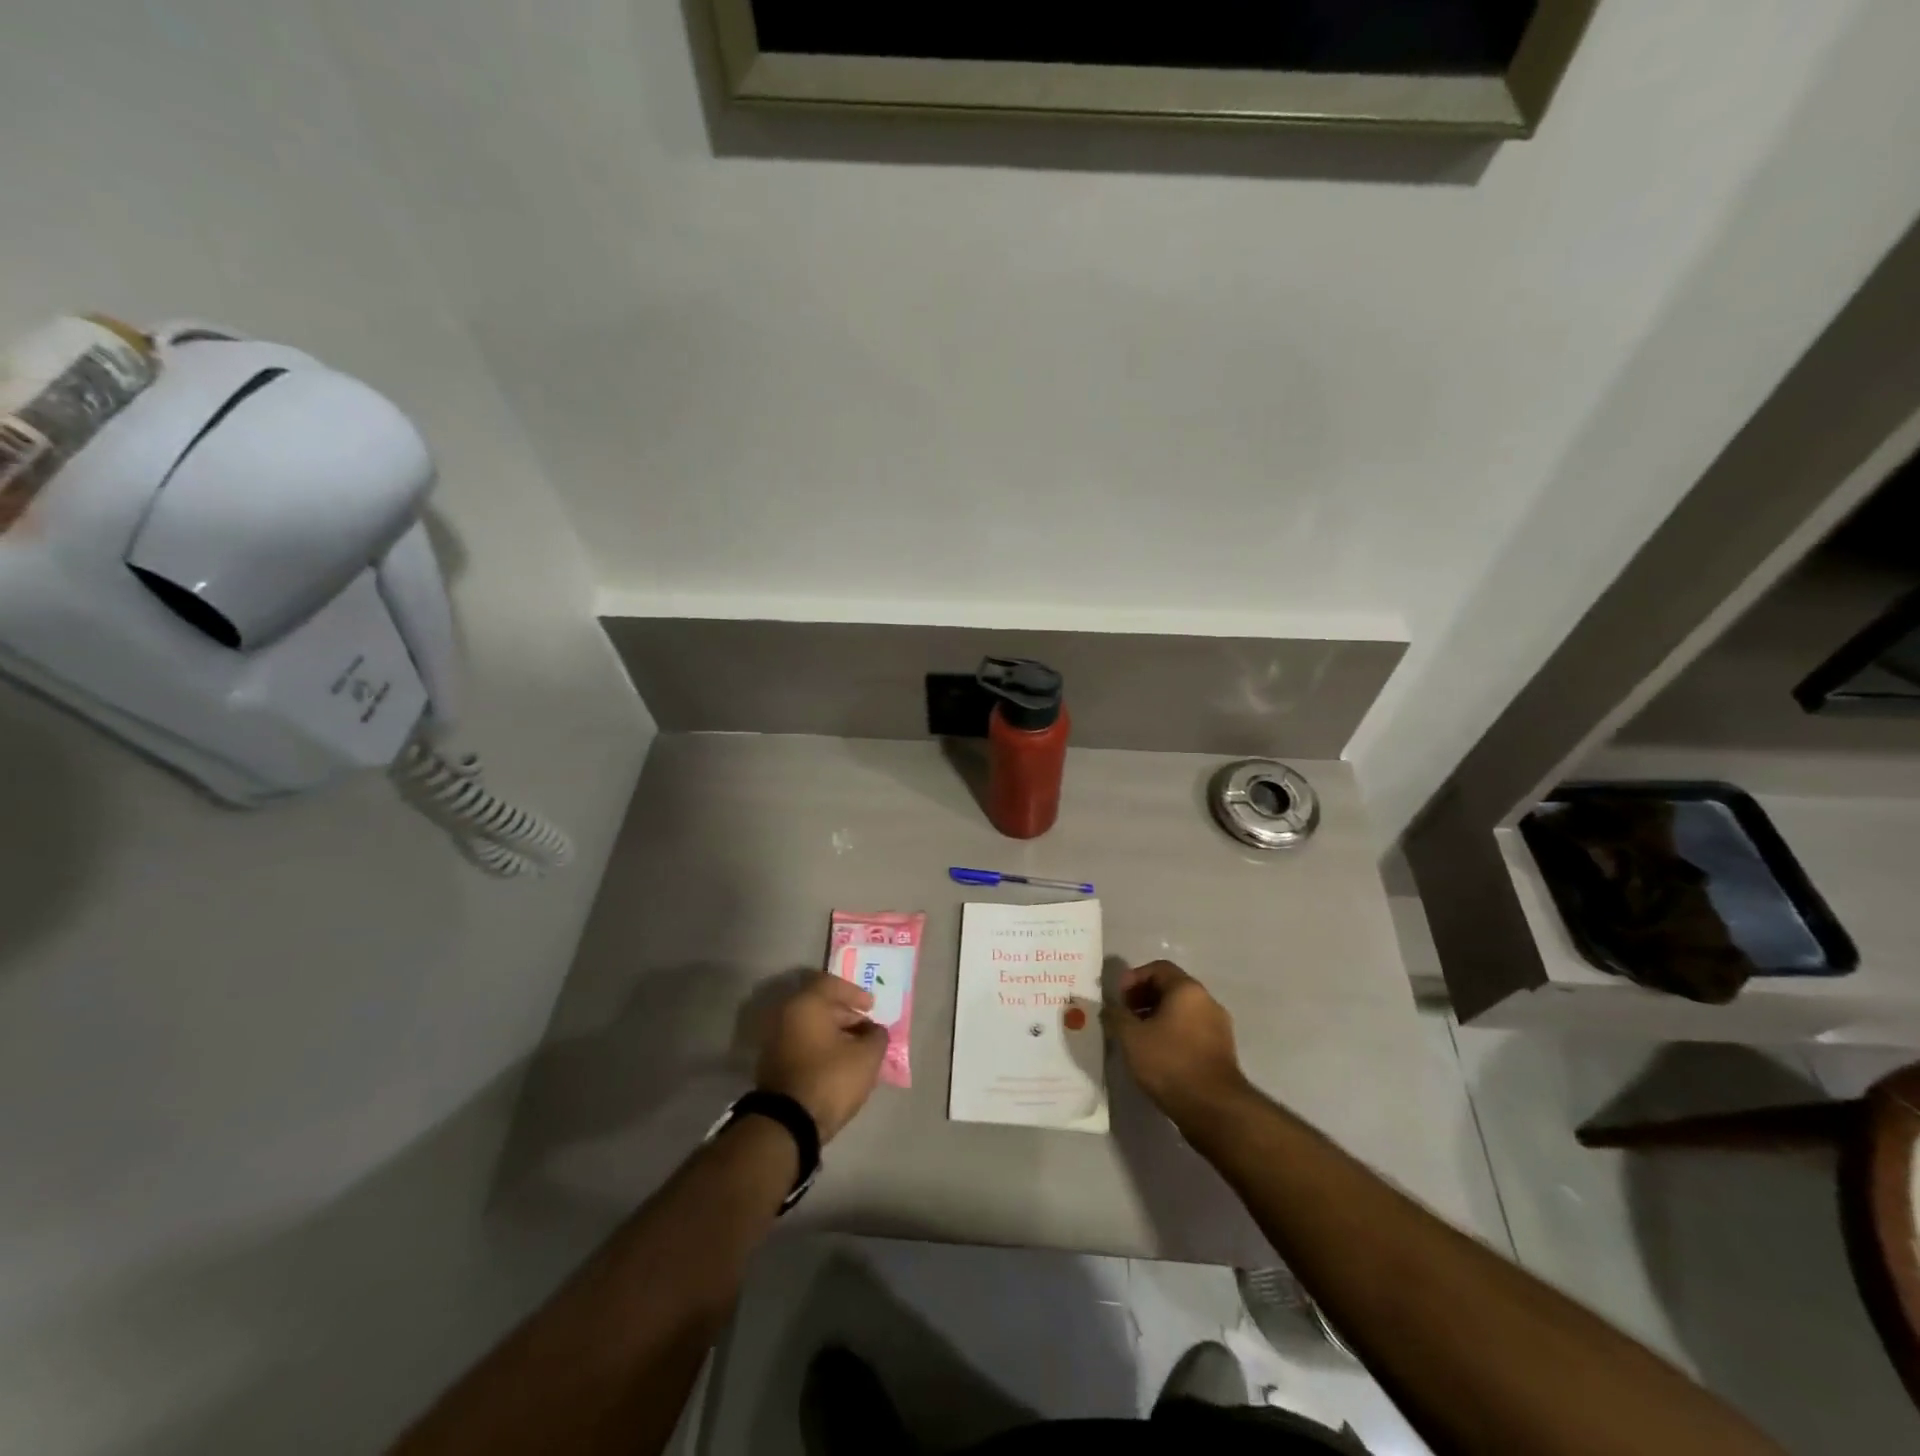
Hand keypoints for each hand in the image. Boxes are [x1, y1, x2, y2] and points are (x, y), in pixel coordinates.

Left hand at [755, 972, 888, 1142]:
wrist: (788, 1124)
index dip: (855, 993)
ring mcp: (775, 1041)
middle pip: (821, 1006)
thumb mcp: (867, 1056)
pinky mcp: (773, 1065)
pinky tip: (839, 1065)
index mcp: (806, 1004)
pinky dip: (821, 1049)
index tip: (871, 1007)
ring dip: (835, 1035)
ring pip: (811, 1028)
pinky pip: (803, 1046)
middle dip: (847, 1016)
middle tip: (868, 1031)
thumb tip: (875, 1031)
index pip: (832, 984)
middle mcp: (786, 1016)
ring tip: (857, 1051)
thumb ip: (877, 1036)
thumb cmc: (830, 1078)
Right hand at [1104, 961, 1249, 1125]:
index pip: (1158, 968)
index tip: (1119, 998)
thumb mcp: (1131, 1037)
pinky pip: (1192, 1030)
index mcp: (1187, 989)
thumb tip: (1109, 1007)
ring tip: (1138, 1037)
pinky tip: (1158, 1054)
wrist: (1213, 1107)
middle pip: (1171, 987)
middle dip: (1144, 997)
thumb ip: (1116, 1016)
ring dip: (1158, 1016)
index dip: (1133, 978)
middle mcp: (1207, 1001)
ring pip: (1182, 1010)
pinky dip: (1173, 1033)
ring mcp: (1219, 1026)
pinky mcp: (1222, 1050)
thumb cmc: (1169, 1062)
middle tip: (1125, 1016)